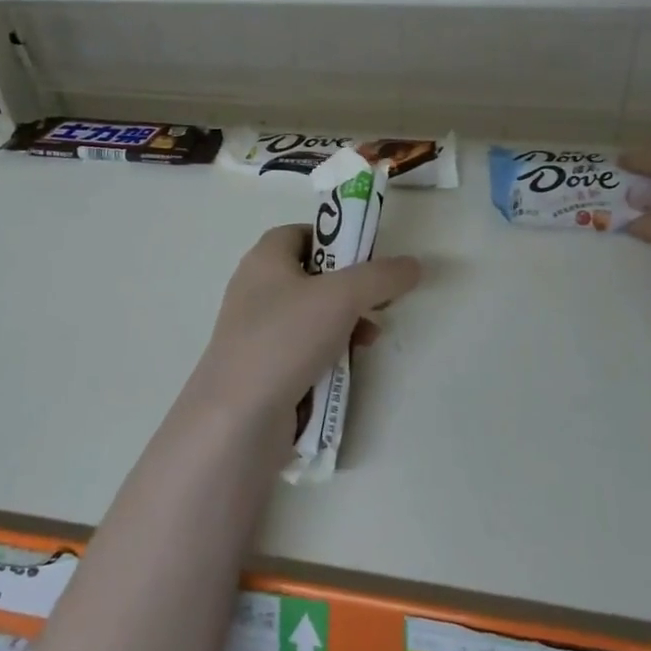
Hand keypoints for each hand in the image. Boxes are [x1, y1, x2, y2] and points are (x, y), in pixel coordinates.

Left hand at [198, 225, 421, 417]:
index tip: (368, 259)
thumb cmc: (285, 339)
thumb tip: (413, 264)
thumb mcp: (342, 297)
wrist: (237, 418)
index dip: (336, 239)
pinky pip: (302, 350)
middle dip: (350, 289)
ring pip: (311, 316)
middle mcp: (256, 289)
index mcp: (265, 259)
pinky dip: (327, 354)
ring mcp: (256, 332)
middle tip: (379, 302)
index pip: (302, 232)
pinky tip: (346, 369)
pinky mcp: (262, 368)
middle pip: (312, 276)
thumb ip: (381, 276)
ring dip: (345, 325)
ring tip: (369, 340)